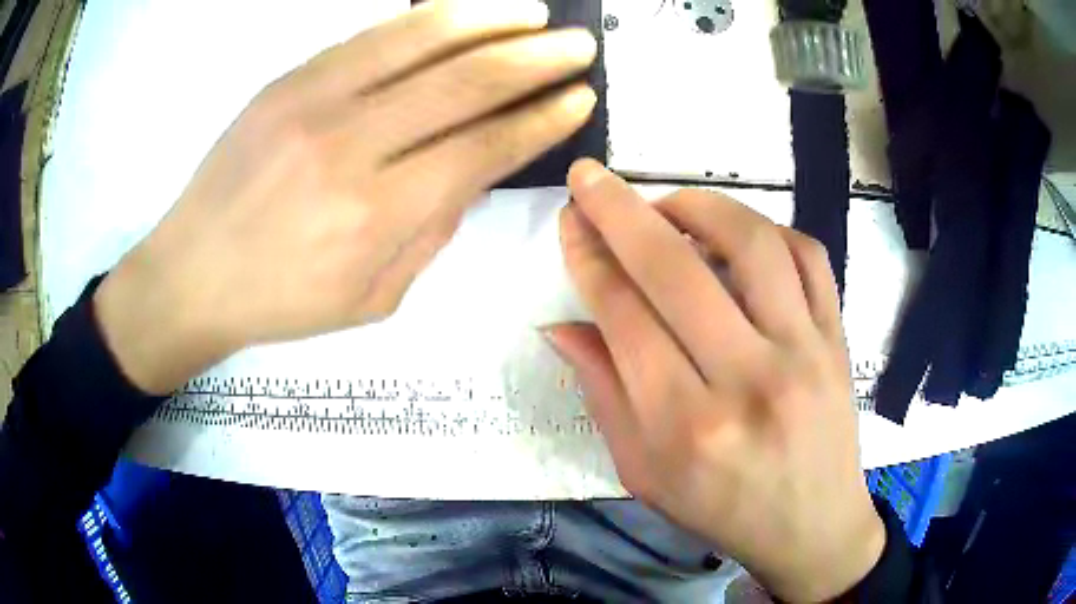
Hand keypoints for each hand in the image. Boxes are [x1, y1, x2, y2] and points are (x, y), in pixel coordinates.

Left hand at [94, 0, 597, 394]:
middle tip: (578, 46)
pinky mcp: (289, 79)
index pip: (483, 147)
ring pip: (422, 40)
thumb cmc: (280, 300)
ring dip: (491, 20)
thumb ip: (432, 230)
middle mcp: (350, 146)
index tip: (578, 99)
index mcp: (376, 215)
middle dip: (536, 59)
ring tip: (534, 14)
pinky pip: (371, 35)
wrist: (191, 274)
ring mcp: (314, 100)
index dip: (540, 119)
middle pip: (465, 82)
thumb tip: (475, 170)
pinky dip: (428, 17)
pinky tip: (464, 12)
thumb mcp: (373, 297)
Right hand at [546, 160, 883, 602]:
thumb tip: (561, 325)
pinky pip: (809, 255)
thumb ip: (603, 394)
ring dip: (699, 205)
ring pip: (751, 244)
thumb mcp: (644, 474)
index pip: (625, 317)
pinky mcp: (837, 338)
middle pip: (675, 269)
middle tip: (590, 178)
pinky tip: (740, 237)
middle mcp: (748, 380)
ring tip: (668, 205)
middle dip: (620, 211)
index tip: (569, 220)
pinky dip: (768, 229)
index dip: (589, 258)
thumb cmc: (722, 510)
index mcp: (687, 426)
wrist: (813, 527)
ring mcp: (804, 352)